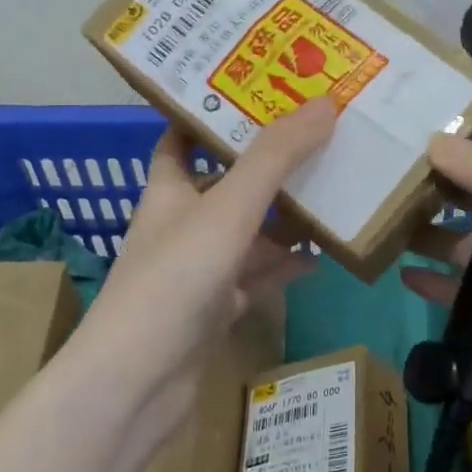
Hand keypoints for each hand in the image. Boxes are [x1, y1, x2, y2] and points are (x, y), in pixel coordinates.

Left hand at [67, 100, 335, 453]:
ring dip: (284, 216)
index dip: (215, 110)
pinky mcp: (216, 309)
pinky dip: (286, 266)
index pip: (185, 134)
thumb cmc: (173, 279)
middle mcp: (181, 223)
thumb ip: (275, 158)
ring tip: (334, 188)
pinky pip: (258, 277)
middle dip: (268, 161)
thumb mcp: (227, 209)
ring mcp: (199, 269)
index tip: (260, 87)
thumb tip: (325, 103)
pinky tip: (322, 256)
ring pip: (248, 231)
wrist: (137, 383)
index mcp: (170, 188)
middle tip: (320, 133)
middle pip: (228, 181)